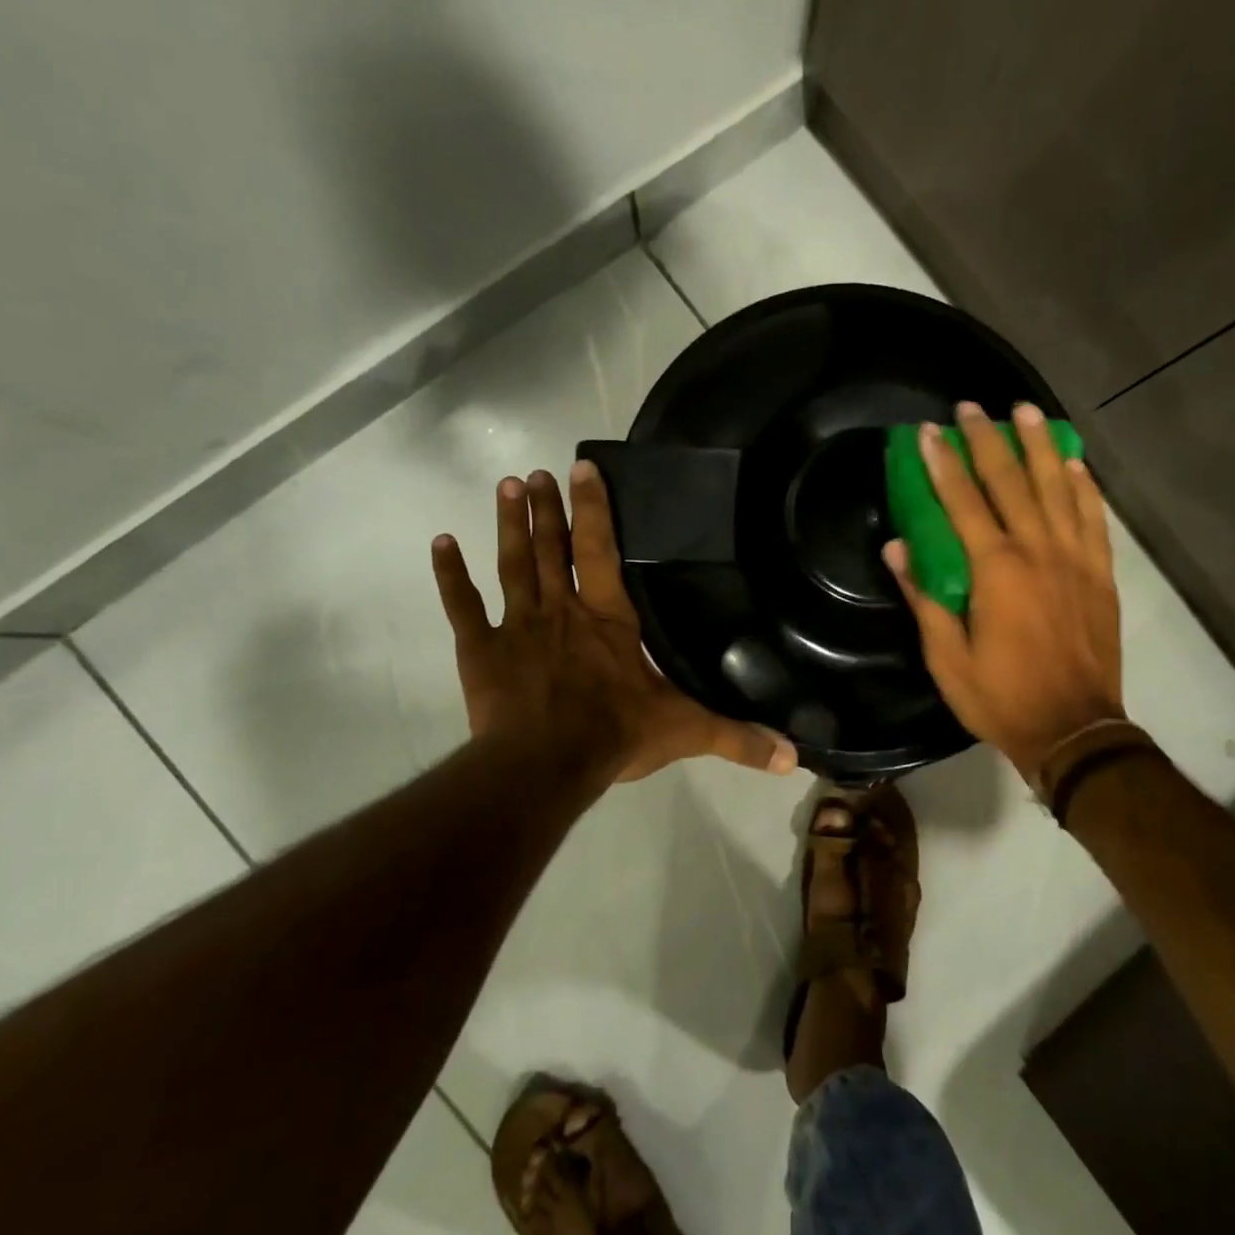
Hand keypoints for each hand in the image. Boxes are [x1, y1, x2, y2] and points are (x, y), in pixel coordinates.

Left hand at [431, 461, 797, 783]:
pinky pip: (462, 606)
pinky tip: (441, 543)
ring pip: (513, 564)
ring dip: (510, 524)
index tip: (583, 468)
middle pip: (553, 548)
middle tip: (537, 473)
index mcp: (608, 618)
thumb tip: (794, 757)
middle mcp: (562, 609)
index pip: (601, 550)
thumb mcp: (685, 732)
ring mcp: (518, 626)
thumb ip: (737, 737)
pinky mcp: (481, 650)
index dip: (594, 508)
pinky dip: (450, 575)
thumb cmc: (614, 736)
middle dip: (547, 508)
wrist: (543, 766)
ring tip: (507, 485)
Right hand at [883, 401, 1124, 785]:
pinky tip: (1073, 464)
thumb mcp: (946, 657)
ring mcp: (1075, 559)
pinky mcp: (1100, 574)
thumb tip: (897, 548)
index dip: (942, 463)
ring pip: (1057, 488)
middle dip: (987, 440)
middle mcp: (1037, 551)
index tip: (927, 431)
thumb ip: (924, 597)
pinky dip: (1082, 487)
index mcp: (995, 570)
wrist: (1074, 729)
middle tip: (971, 407)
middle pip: (1010, 482)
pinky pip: (1093, 518)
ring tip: (1026, 412)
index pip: (962, 502)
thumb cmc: (1000, 697)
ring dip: (1039, 446)